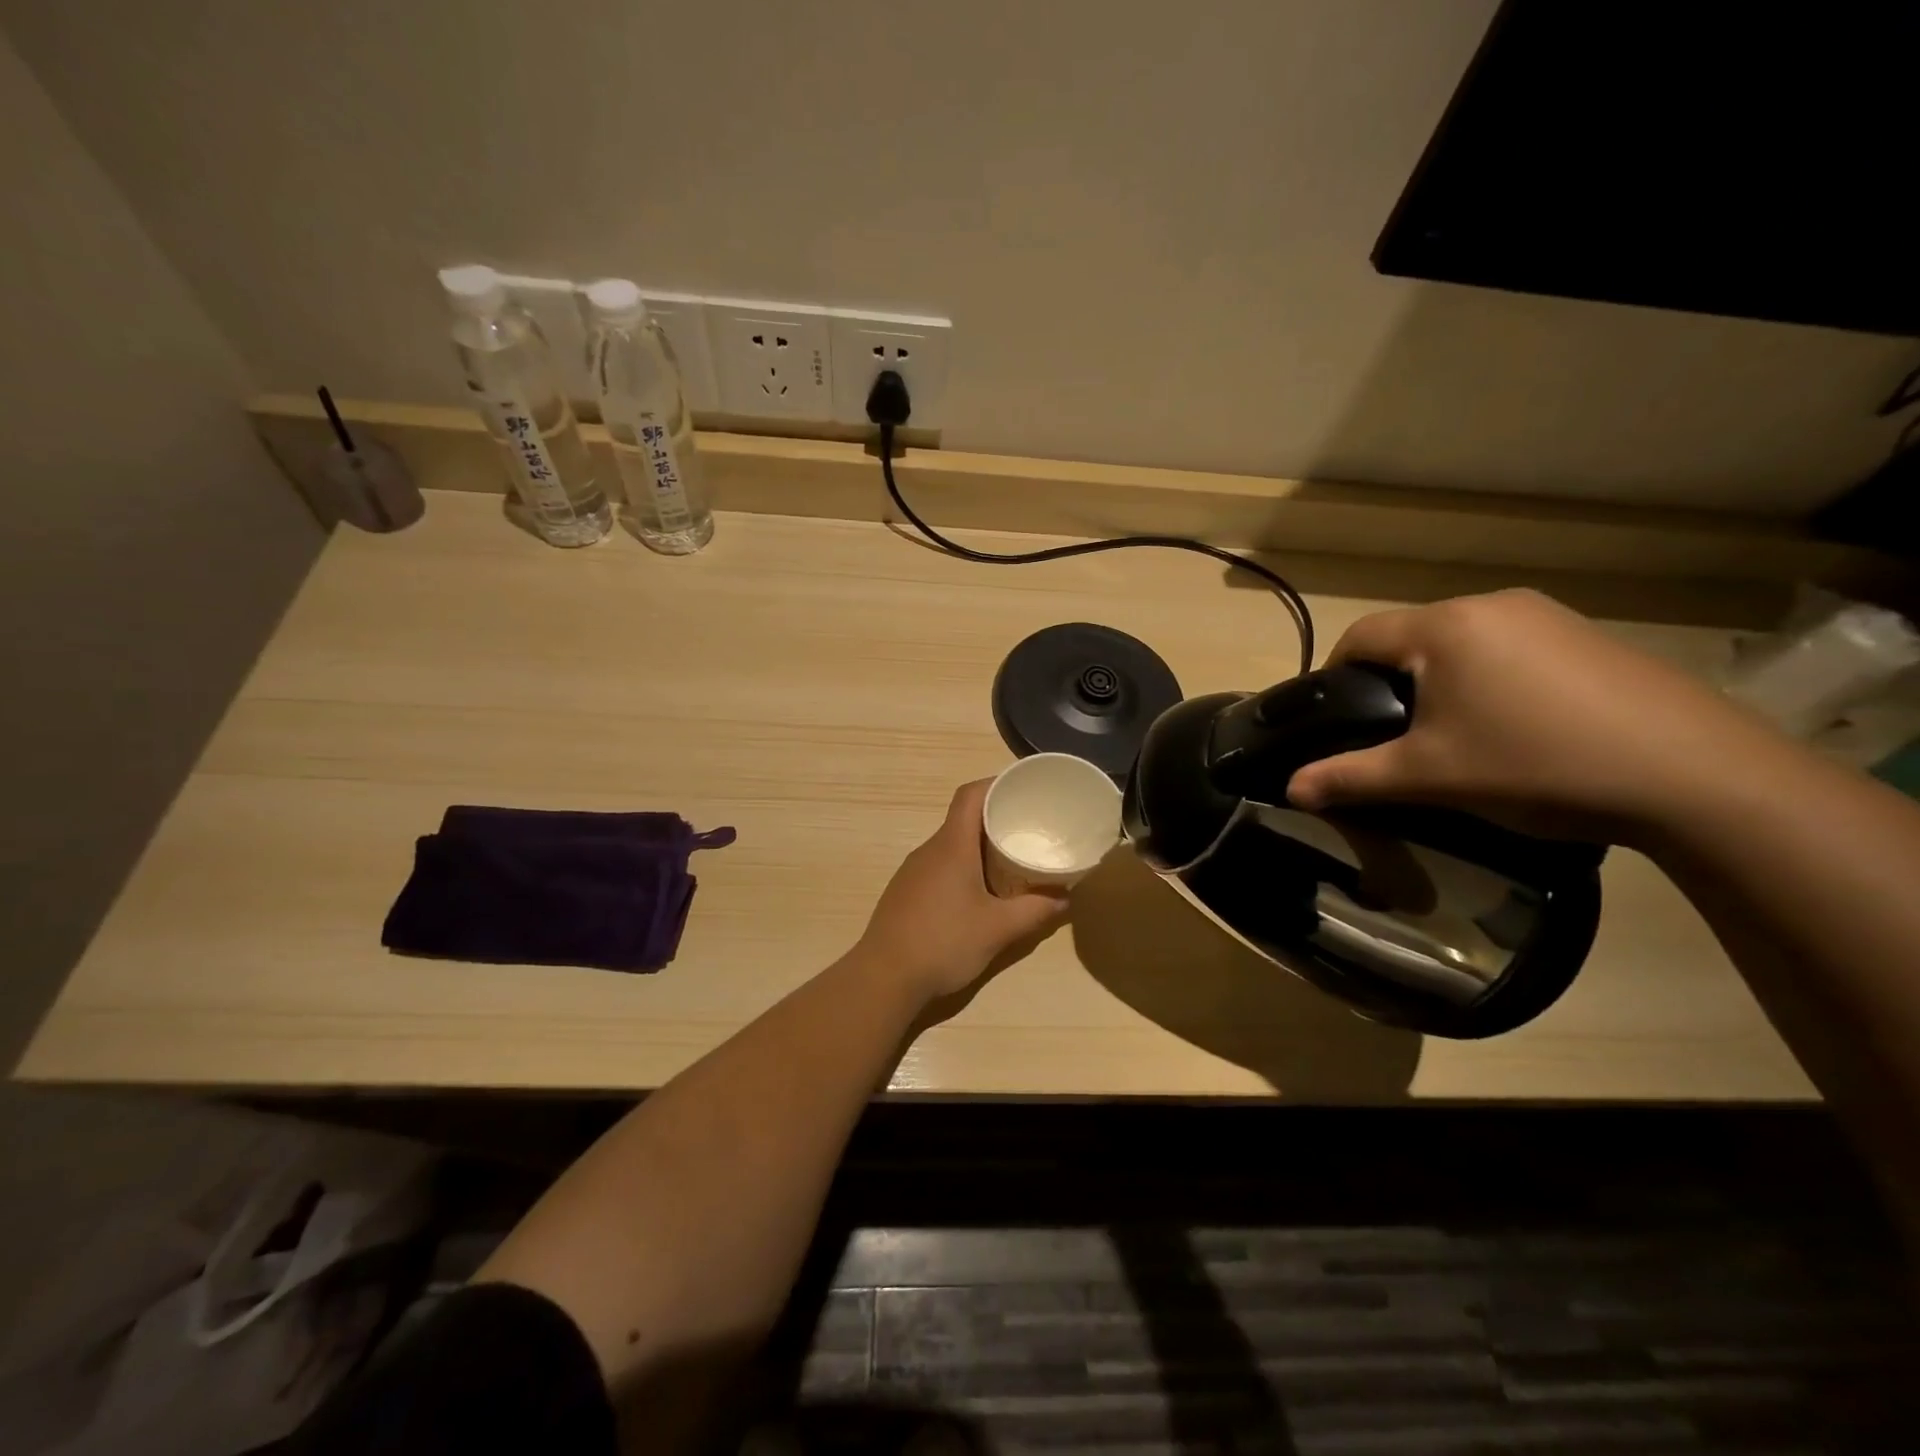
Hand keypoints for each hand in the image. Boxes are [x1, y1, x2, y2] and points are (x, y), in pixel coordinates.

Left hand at [858, 780, 1069, 1001]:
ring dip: (979, 846)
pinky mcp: (906, 892)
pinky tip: (979, 892)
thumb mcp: (998, 929)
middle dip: (996, 818)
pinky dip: (963, 867)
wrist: (884, 977)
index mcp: (951, 846)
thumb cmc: (944, 943)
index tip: (1023, 790)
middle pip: (963, 818)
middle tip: (1029, 829)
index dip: (995, 784)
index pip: (970, 795)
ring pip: (951, 844)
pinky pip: (940, 866)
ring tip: (1010, 860)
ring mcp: (913, 871)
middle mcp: (929, 850)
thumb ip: (1036, 911)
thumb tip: (1065, 898)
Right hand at [1285, 589, 1786, 842]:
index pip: (1361, 636)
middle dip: (1390, 681)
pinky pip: (1511, 649)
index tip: (1336, 719)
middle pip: (1411, 636)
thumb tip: (1290, 789)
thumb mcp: (1429, 777)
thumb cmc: (1535, 765)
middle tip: (1394, 736)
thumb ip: (1351, 777)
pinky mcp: (1591, 638)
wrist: (1696, 777)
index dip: (1335, 674)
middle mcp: (1492, 605)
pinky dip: (1491, 680)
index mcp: (1445, 627)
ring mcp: (1549, 616)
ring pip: (1462, 642)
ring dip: (1441, 680)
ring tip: (1454, 734)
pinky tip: (1516, 727)